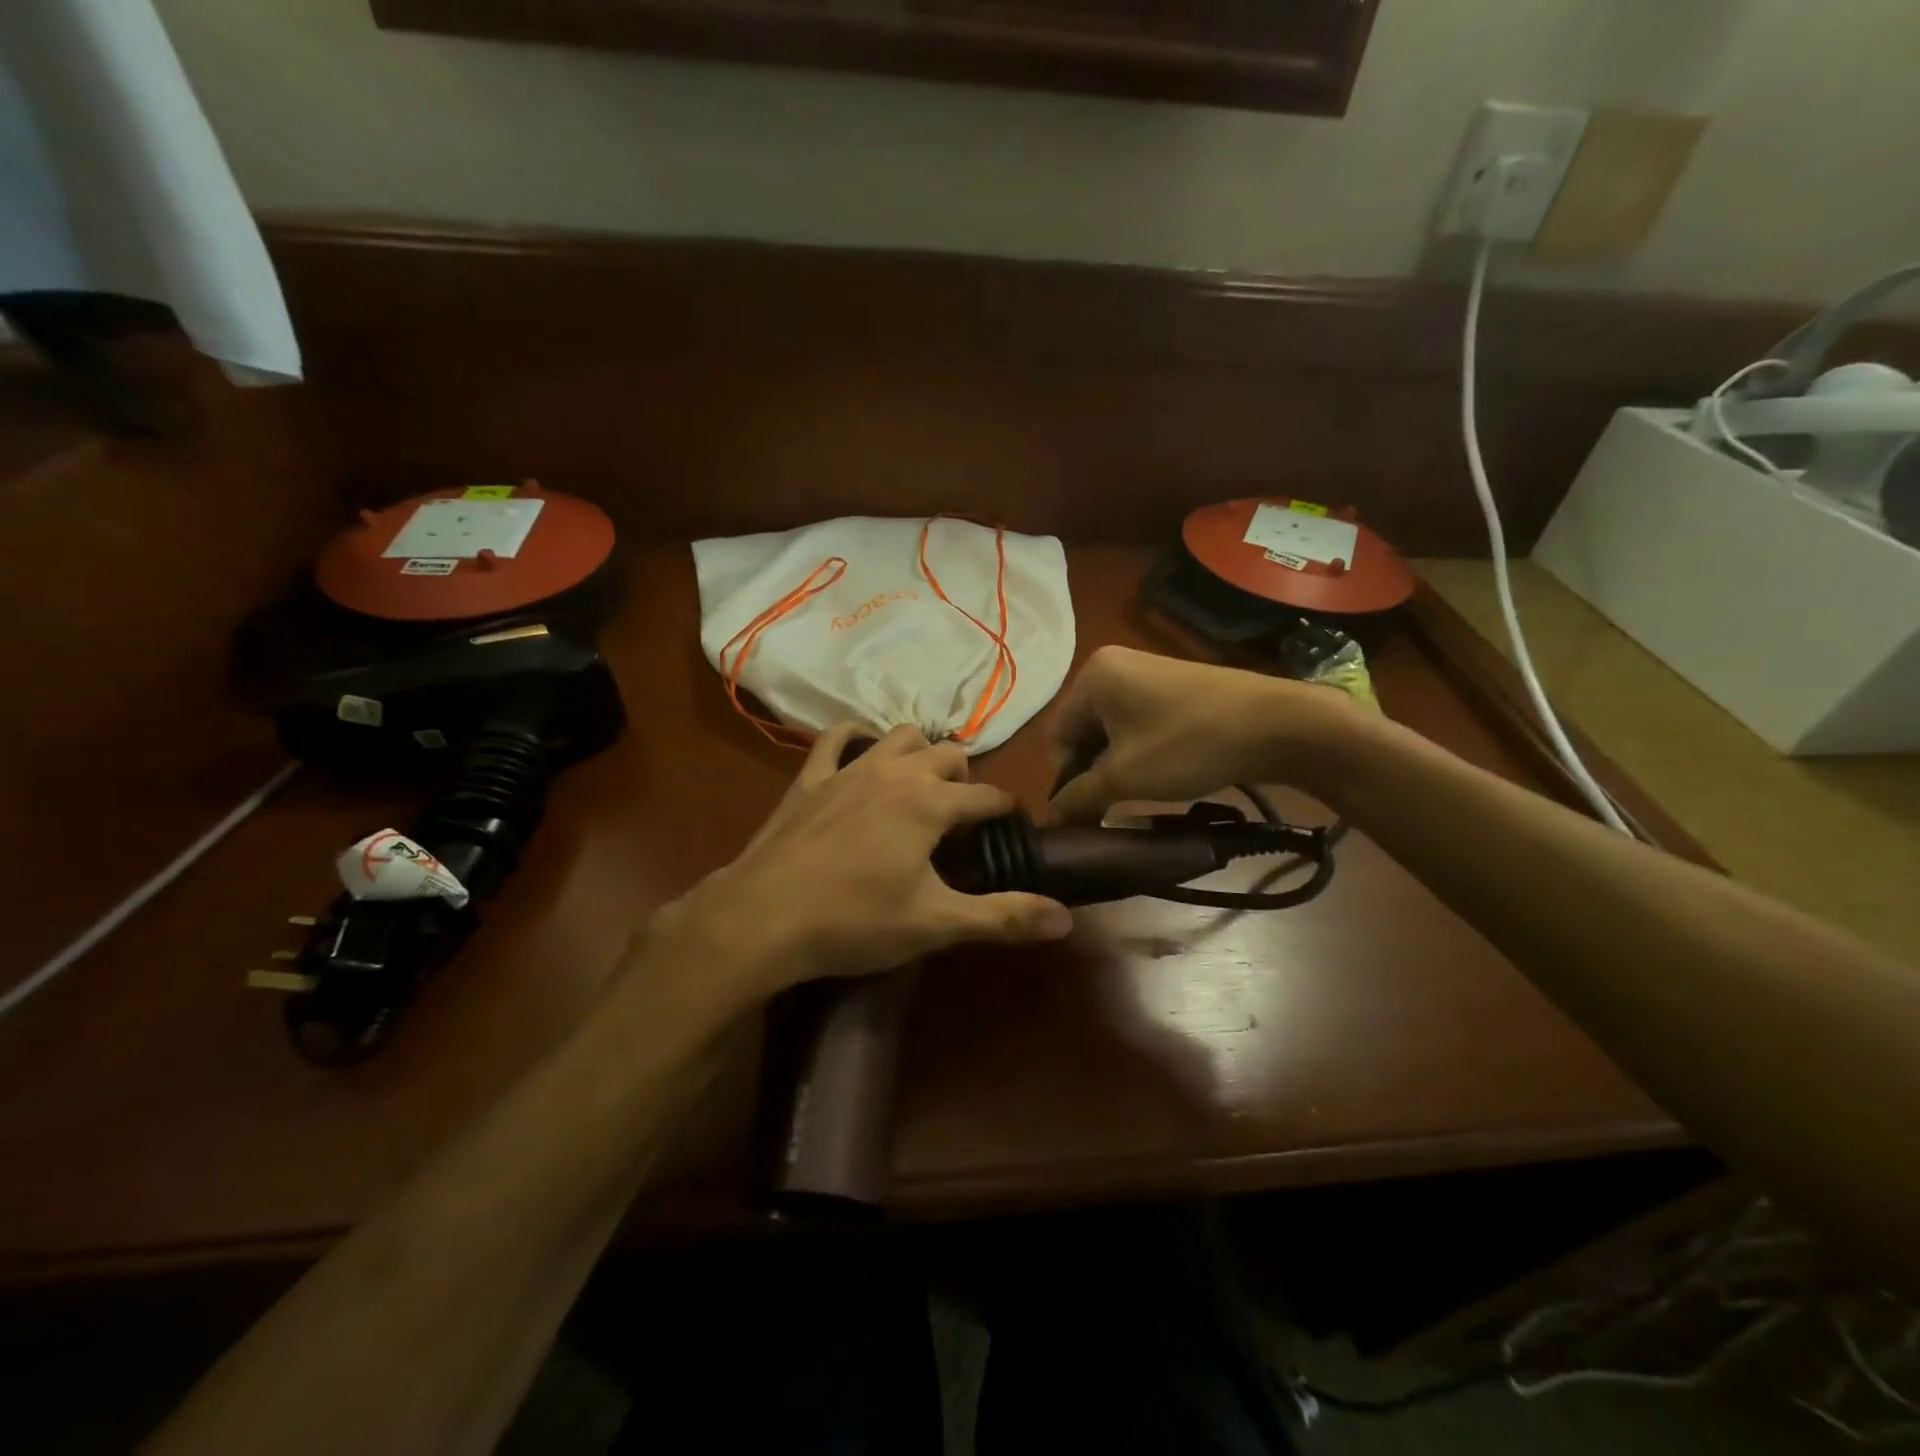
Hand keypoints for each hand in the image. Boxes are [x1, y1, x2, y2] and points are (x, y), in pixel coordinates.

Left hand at [657, 724, 1073, 1005]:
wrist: (762, 916)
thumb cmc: (855, 921)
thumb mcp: (936, 924)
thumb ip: (1003, 917)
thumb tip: (1067, 918)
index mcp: (932, 803)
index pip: (988, 797)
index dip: (1007, 812)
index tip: (1013, 831)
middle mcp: (896, 772)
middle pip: (949, 756)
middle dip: (966, 780)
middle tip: (964, 819)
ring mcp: (850, 769)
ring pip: (900, 736)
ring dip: (920, 753)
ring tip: (922, 784)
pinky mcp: (810, 777)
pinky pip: (837, 737)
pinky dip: (856, 738)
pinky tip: (862, 752)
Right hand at [1046, 646, 1358, 823]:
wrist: (1276, 724)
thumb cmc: (1186, 745)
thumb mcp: (1125, 777)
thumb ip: (1079, 797)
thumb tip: (1051, 819)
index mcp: (1092, 676)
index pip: (1057, 735)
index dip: (1066, 778)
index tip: (1086, 811)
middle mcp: (1113, 664)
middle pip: (1083, 729)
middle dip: (1092, 771)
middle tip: (1110, 807)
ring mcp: (1147, 671)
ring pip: (1113, 728)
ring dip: (1117, 763)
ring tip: (1138, 793)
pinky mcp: (1174, 684)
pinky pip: (1139, 720)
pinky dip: (1140, 749)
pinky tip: (1161, 772)